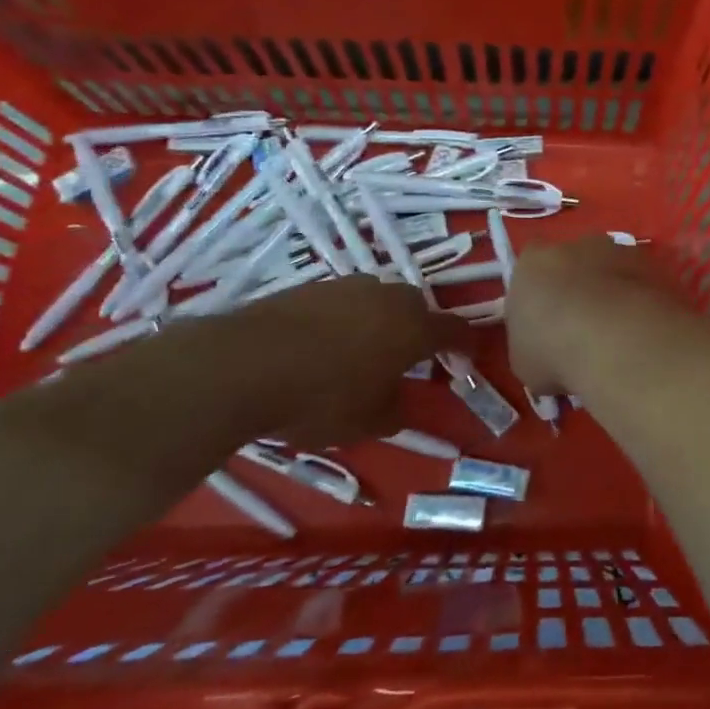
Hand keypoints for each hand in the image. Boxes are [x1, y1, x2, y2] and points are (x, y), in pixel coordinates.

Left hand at [73, 275, 464, 457]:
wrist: (243, 365)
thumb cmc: (321, 398)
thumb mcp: (368, 422)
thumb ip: (396, 410)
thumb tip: (400, 403)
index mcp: (414, 328)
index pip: (456, 330)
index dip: (465, 345)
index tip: (466, 359)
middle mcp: (388, 297)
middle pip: (417, 308)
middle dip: (419, 330)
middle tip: (408, 358)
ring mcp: (347, 286)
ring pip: (377, 301)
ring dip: (379, 321)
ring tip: (361, 351)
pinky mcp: (310, 286)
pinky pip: (341, 302)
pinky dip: (343, 320)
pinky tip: (321, 345)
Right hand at [506, 236, 678, 394]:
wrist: (617, 342)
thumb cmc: (554, 350)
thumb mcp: (523, 360)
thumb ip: (531, 341)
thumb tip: (544, 348)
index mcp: (533, 262)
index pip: (531, 266)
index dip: (539, 291)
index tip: (546, 319)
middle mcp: (576, 245)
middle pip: (575, 261)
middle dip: (579, 286)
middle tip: (583, 326)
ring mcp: (619, 251)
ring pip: (612, 269)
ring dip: (613, 292)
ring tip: (618, 333)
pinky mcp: (654, 266)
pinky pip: (642, 283)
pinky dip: (641, 301)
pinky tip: (642, 331)